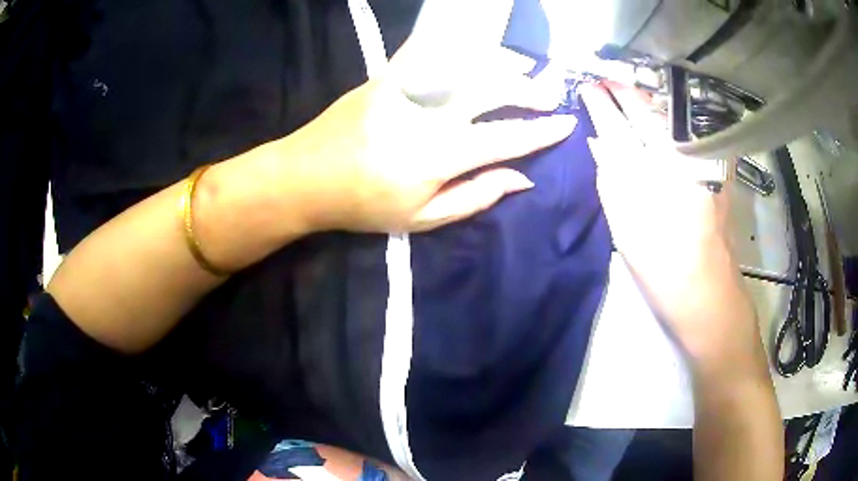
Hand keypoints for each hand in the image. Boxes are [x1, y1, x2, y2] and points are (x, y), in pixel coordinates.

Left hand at [274, 46, 575, 232]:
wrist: (307, 177)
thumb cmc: (364, 205)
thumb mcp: (422, 218)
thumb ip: (476, 197)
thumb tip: (522, 178)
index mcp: (439, 156)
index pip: (507, 138)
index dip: (542, 131)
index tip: (567, 123)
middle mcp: (428, 114)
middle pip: (493, 90)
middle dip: (530, 91)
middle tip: (550, 94)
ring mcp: (406, 88)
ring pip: (468, 64)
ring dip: (502, 65)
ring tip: (523, 70)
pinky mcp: (387, 75)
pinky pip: (428, 50)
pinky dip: (457, 46)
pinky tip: (475, 50)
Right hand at [580, 82, 763, 369]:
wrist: (707, 294)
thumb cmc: (661, 270)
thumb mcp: (625, 231)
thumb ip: (610, 181)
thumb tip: (599, 143)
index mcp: (653, 178)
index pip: (621, 126)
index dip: (602, 103)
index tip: (588, 86)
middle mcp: (682, 160)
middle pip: (651, 112)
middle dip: (626, 91)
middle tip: (607, 80)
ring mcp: (704, 161)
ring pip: (673, 115)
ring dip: (649, 98)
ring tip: (630, 90)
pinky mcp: (718, 168)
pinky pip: (692, 130)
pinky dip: (674, 117)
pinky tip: (664, 115)